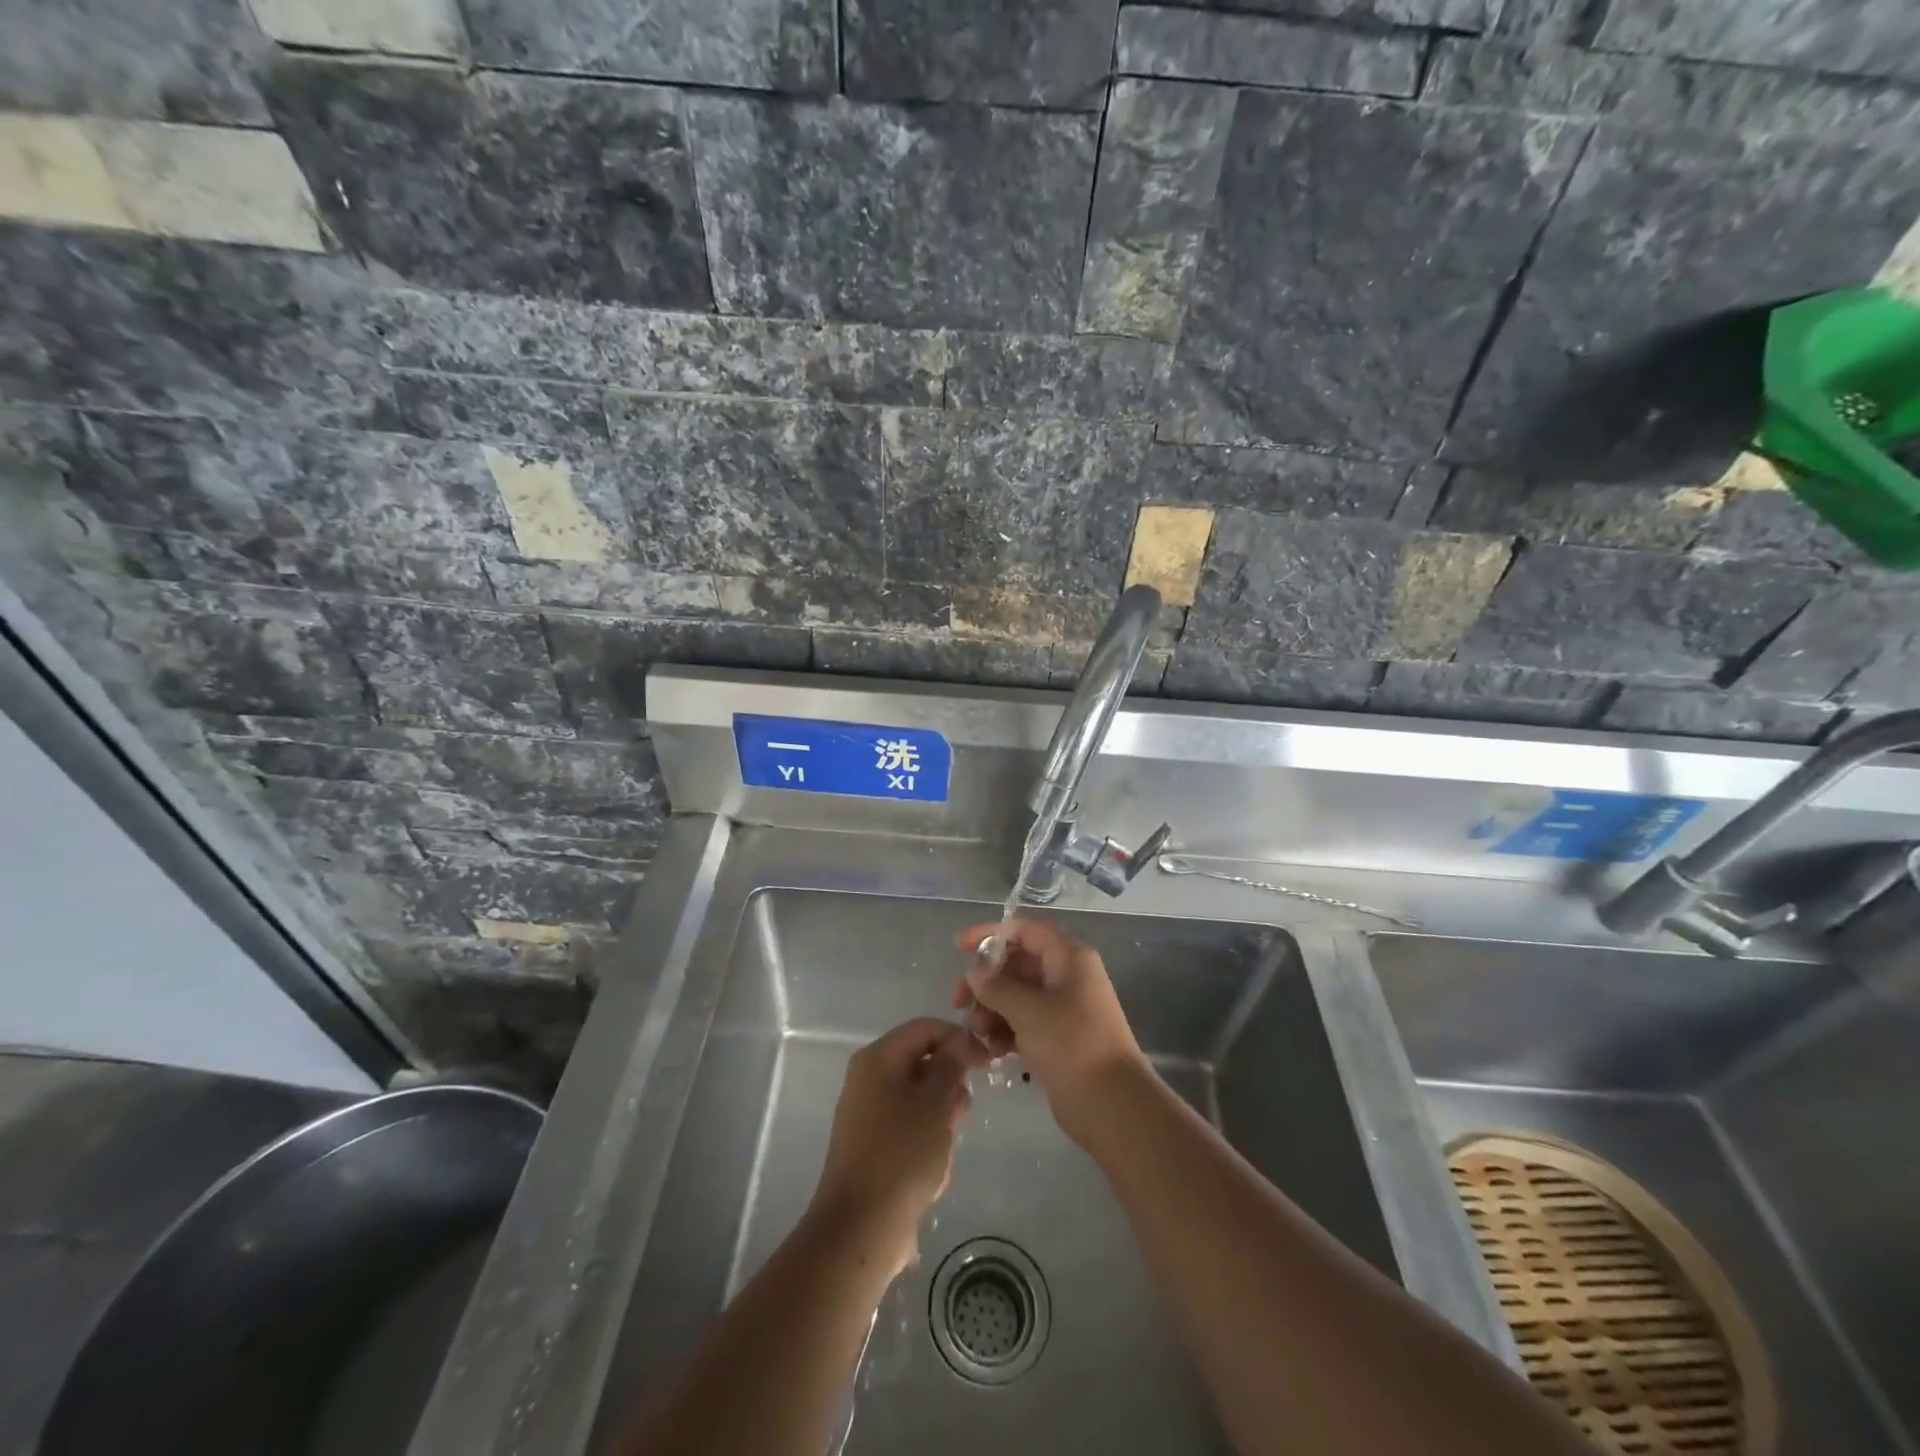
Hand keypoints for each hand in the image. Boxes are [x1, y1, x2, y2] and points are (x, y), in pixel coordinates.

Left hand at [809, 1018, 986, 1275]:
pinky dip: (927, 1142)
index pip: (925, 1029)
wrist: (861, 1228)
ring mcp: (868, 1113)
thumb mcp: (935, 1103)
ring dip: (941, 1120)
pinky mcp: (873, 1145)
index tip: (986, 1061)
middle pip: (922, 1063)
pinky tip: (933, 1172)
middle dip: (949, 1087)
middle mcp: (869, 1078)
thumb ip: (951, 1066)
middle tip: (961, 1114)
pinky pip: (909, 1127)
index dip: (958, 1039)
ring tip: (944, 1150)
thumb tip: (962, 1042)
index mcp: (878, 1059)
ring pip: (920, 1099)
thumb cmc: (901, 1155)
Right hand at [954, 918, 1147, 1143]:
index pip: (1025, 930)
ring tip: (978, 1034)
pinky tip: (990, 1050)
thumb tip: (974, 971)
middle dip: (986, 981)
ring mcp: (1063, 1007)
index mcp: (1068, 957)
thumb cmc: (1072, 1045)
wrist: (1112, 1104)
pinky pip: (1024, 1021)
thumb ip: (996, 986)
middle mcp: (1067, 975)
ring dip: (992, 1009)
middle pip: (1017, 963)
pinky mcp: (1058, 1036)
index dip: (991, 934)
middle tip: (960, 1003)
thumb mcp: (1029, 1011)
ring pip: (1017, 995)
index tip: (959, 946)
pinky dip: (1005, 1030)